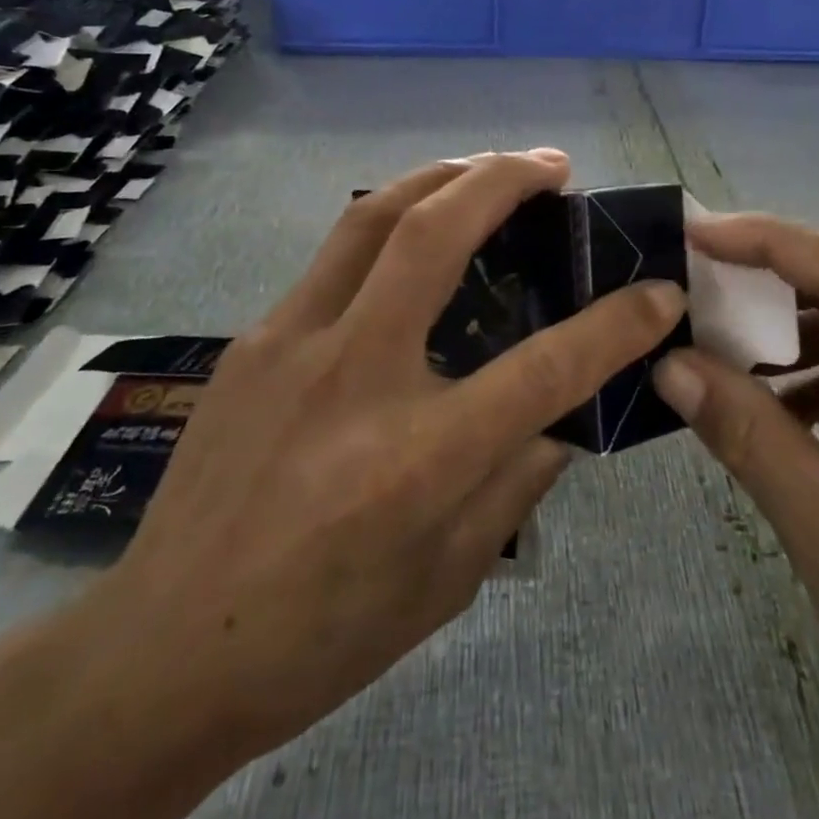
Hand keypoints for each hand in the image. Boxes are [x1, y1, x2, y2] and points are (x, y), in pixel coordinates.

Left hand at [84, 151, 687, 774]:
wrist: (160, 653)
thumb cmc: (320, 635)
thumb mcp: (447, 578)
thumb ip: (516, 480)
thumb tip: (559, 412)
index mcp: (418, 457)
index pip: (545, 367)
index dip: (617, 323)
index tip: (658, 291)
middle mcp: (355, 375)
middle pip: (437, 233)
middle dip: (505, 179)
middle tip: (553, 164)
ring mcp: (291, 343)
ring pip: (374, 215)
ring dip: (443, 175)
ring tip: (488, 168)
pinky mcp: (253, 339)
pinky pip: (335, 257)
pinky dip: (391, 224)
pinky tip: (414, 236)